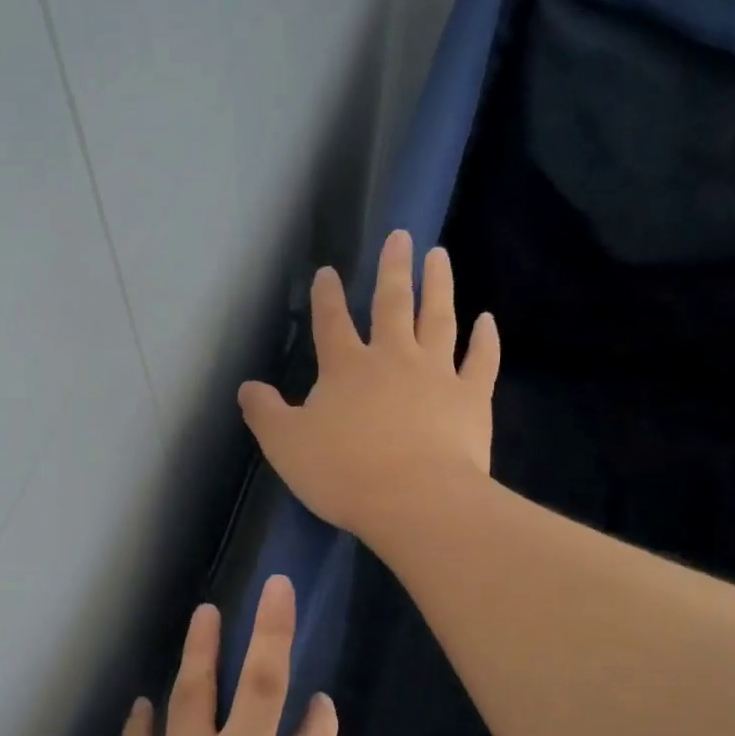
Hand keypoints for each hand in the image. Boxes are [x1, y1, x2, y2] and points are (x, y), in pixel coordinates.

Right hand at [237, 231, 499, 542]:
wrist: (415, 500)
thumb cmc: (344, 473)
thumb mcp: (287, 446)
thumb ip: (265, 414)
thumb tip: (247, 388)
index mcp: (346, 368)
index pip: (331, 322)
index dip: (327, 296)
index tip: (328, 271)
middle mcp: (392, 358)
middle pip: (392, 303)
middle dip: (393, 269)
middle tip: (401, 236)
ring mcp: (437, 374)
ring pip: (439, 318)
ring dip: (439, 285)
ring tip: (439, 255)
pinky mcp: (471, 398)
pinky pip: (481, 360)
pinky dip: (485, 339)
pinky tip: (487, 320)